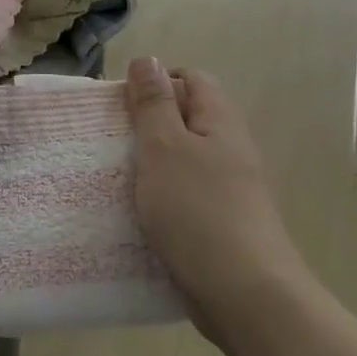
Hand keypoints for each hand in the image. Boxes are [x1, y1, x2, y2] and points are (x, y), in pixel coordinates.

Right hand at [125, 57, 306, 344]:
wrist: (245, 296)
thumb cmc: (198, 211)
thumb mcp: (164, 148)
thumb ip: (153, 103)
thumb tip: (148, 59)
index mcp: (219, 122)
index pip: (191, 79)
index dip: (156, 82)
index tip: (121, 105)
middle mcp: (230, 149)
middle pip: (186, 119)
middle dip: (146, 124)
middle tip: (111, 141)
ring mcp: (229, 189)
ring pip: (183, 160)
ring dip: (150, 163)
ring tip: (115, 177)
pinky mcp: (221, 223)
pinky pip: (185, 195)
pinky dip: (160, 197)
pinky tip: (137, 213)